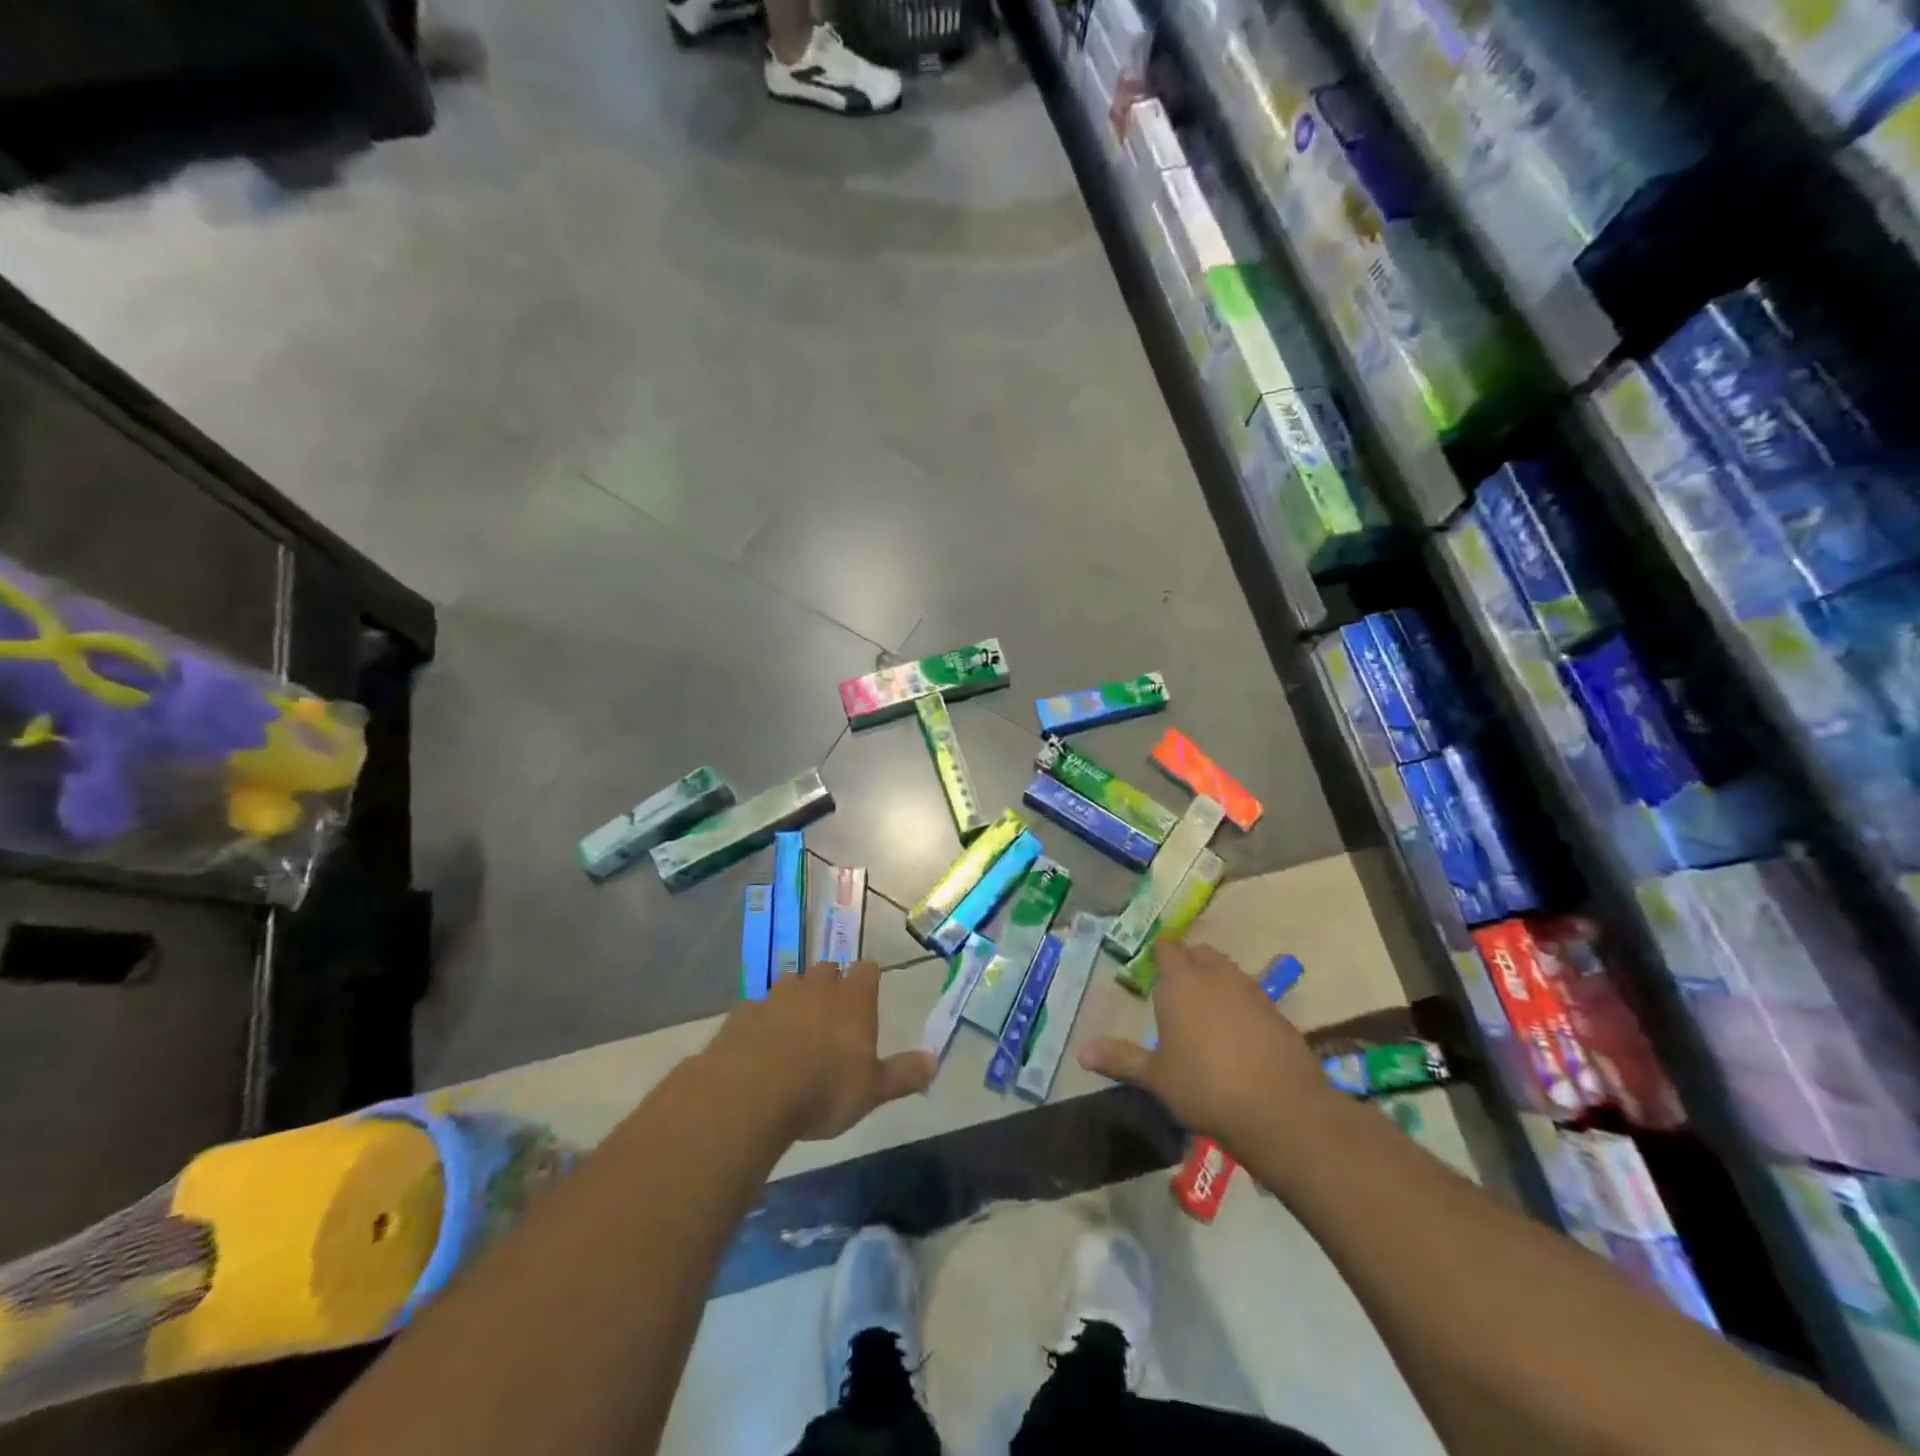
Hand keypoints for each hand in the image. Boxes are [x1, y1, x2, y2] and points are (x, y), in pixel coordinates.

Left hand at [707, 960, 935, 1142]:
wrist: (752, 1093)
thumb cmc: (824, 1089)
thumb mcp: (872, 1091)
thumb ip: (903, 1074)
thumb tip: (936, 1061)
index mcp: (853, 999)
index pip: (868, 970)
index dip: (868, 979)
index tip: (868, 990)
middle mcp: (817, 986)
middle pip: (828, 969)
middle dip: (831, 983)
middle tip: (832, 1010)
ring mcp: (777, 995)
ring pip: (791, 983)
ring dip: (795, 997)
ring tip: (795, 1024)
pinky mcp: (744, 1012)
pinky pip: (758, 1007)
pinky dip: (763, 1019)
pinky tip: (760, 1042)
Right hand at [1078, 939, 1334, 1150]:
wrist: (1280, 1110)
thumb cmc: (1205, 1087)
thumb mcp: (1157, 1077)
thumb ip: (1121, 1059)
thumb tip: (1081, 1052)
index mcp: (1181, 982)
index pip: (1167, 948)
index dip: (1160, 953)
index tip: (1154, 967)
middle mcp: (1216, 975)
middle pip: (1200, 954)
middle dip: (1189, 964)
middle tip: (1177, 989)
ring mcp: (1251, 991)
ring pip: (1228, 971)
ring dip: (1216, 981)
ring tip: (1206, 1012)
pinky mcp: (1277, 1012)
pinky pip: (1252, 995)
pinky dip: (1241, 1005)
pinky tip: (1239, 1035)